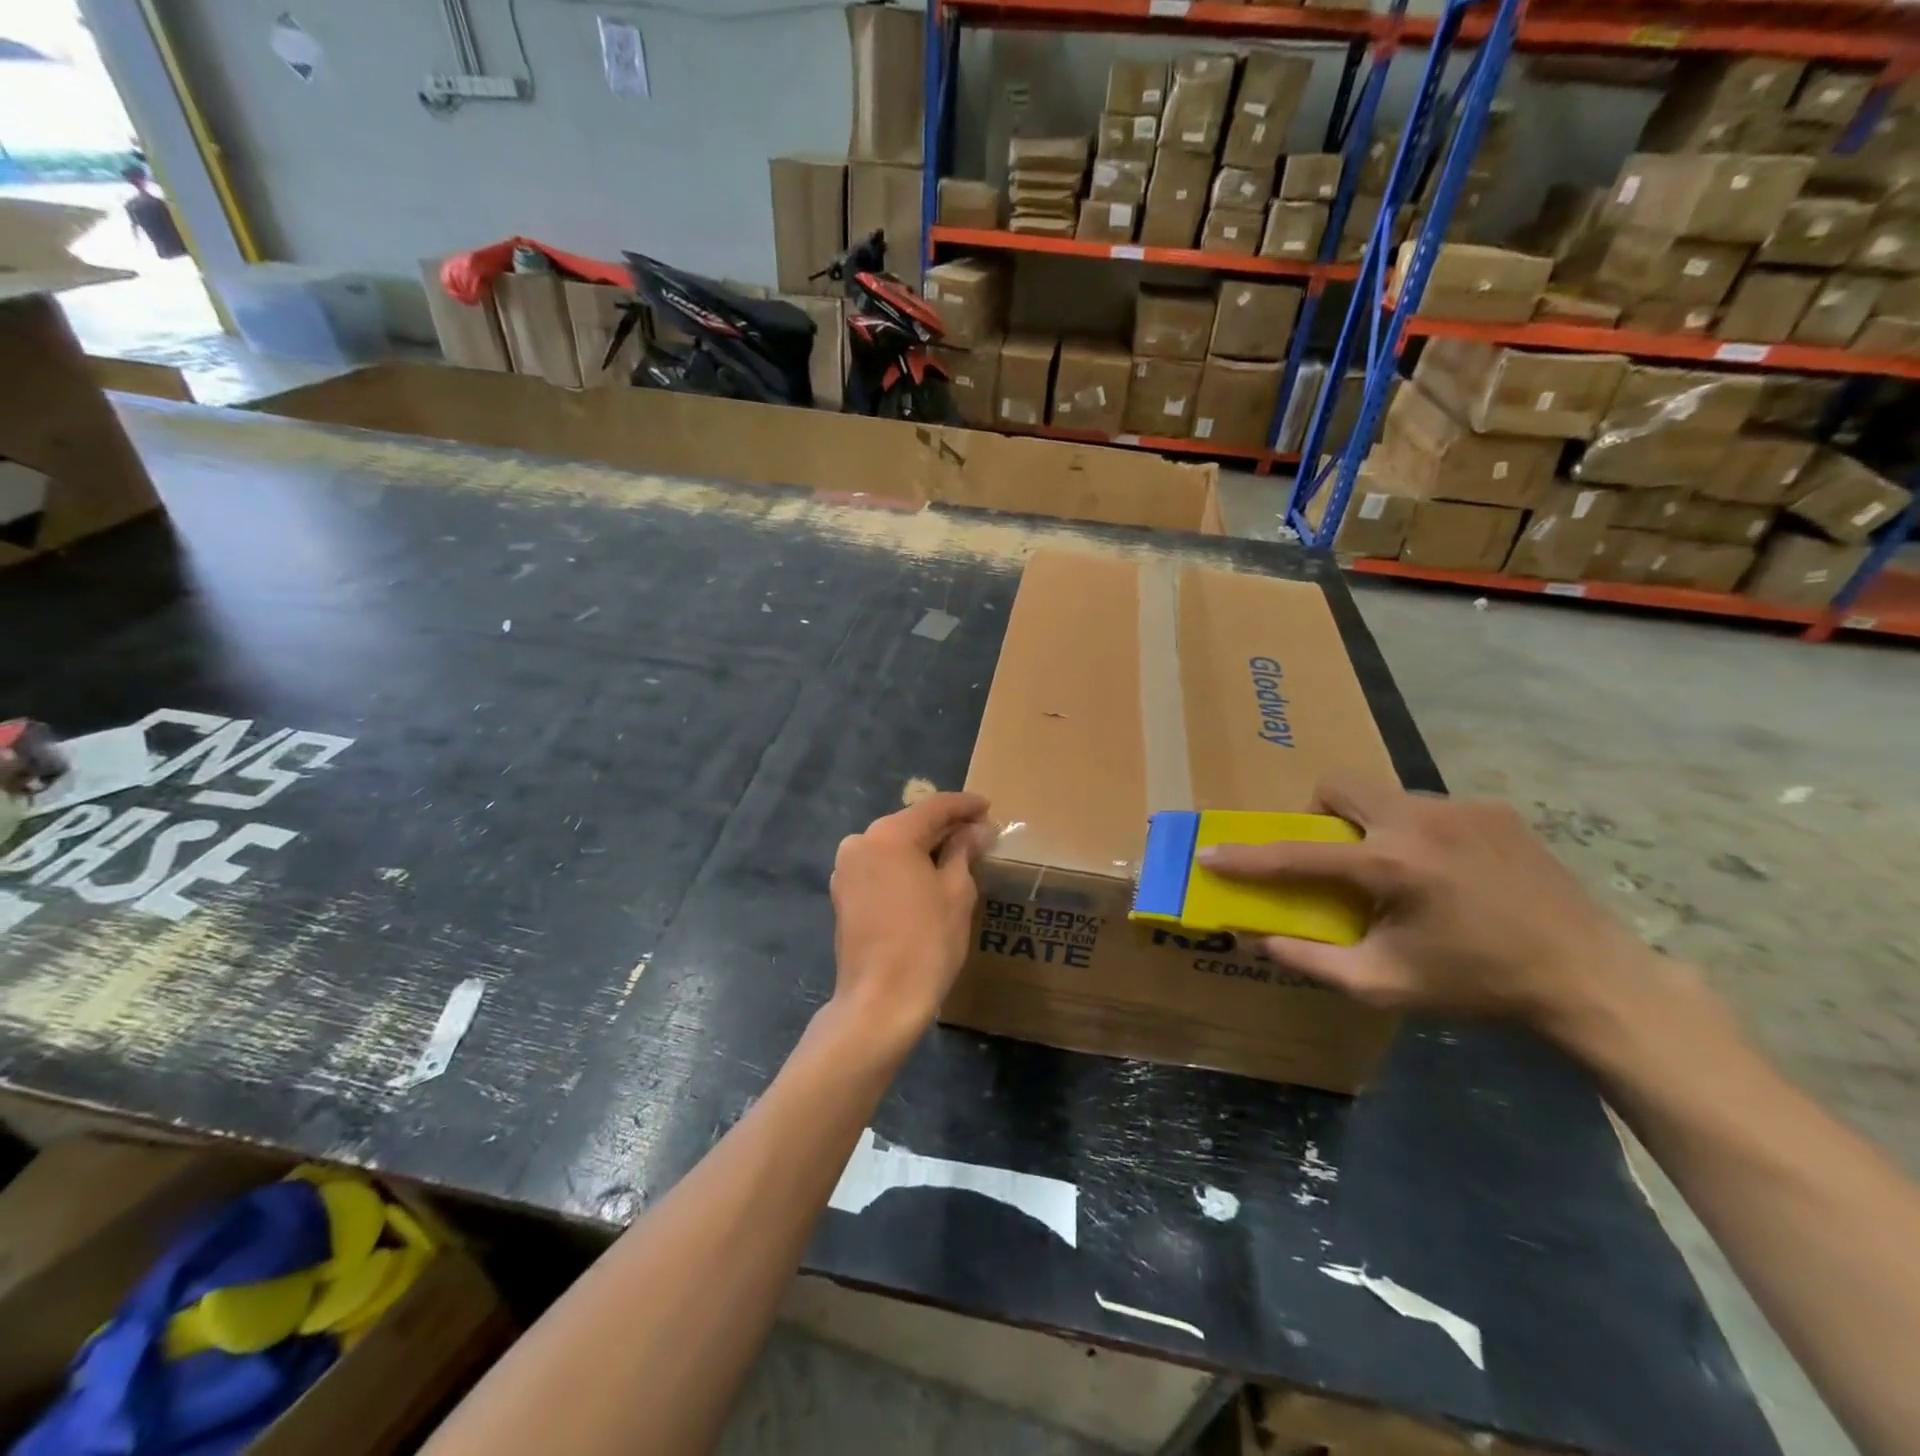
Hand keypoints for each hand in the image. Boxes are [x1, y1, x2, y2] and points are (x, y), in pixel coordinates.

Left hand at [829, 792, 994, 1046]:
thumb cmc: (926, 942)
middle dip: (945, 827)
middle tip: (979, 833)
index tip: (989, 807)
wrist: (880, 1001)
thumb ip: (964, 852)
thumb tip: (978, 830)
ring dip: (924, 848)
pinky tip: (928, 877)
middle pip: (910, 823)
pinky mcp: (843, 895)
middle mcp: (860, 842)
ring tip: (959, 856)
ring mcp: (846, 869)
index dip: (965, 805)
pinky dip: (905, 866)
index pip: (934, 807)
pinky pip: (880, 867)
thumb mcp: (956, 892)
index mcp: (889, 834)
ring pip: (893, 846)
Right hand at [1199, 772, 1672, 1043]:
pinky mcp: (1495, 810)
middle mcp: (1420, 821)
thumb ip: (1312, 960)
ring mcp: (1462, 808)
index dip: (1247, 857)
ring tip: (1399, 872)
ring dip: (1372, 826)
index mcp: (1391, 866)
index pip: (1297, 854)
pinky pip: (1430, 808)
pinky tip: (1449, 873)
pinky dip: (1417, 833)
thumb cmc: (1477, 985)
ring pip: (1386, 796)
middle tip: (1335, 857)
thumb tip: (1258, 940)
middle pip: (1339, 786)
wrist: (1589, 977)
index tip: (1211, 854)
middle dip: (1318, 815)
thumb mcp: (1385, 984)